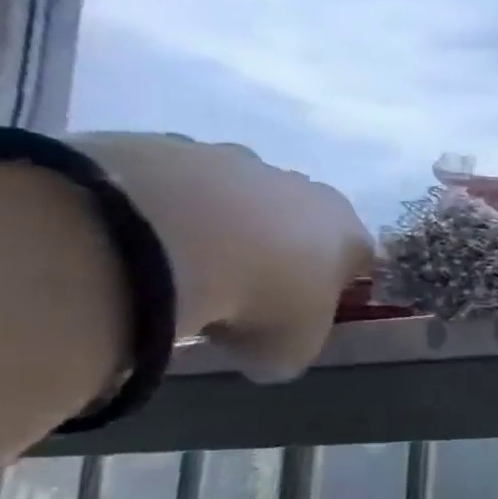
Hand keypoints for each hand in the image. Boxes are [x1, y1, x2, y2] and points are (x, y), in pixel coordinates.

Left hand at [69, 134, 373, 381]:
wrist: (165, 237)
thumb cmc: (256, 299)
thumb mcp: (288, 350)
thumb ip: (293, 345)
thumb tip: (268, 347)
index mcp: (348, 230)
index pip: (356, 258)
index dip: (330, 288)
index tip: (298, 314)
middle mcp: (306, 188)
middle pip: (300, 222)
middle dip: (276, 251)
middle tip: (239, 293)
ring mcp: (238, 161)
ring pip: (237, 200)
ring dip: (219, 229)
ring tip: (180, 270)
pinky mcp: (171, 148)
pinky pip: (176, 188)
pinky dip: (165, 214)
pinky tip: (141, 246)